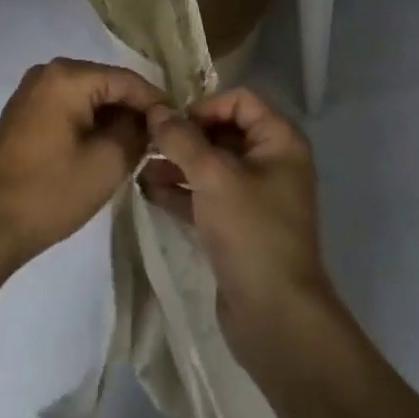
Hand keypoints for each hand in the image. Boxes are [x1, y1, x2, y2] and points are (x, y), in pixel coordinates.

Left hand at [0, 58, 165, 278]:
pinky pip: (68, 110)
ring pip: (88, 99)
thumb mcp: (107, 163)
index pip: (128, 80)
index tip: (180, 128)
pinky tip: (103, 152)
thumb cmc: (48, 192)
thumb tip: (151, 120)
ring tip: (137, 151)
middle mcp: (48, 72)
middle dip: (134, 112)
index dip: (157, 103)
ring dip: (112, 122)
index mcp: (68, 75)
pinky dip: (89, 127)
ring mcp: (31, 92)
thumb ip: (138, 132)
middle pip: (107, 85)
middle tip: (160, 142)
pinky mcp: (23, 115)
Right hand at [140, 89, 333, 359]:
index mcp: (279, 140)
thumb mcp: (212, 176)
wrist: (275, 317)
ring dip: (177, 163)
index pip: (240, 100)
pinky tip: (148, 192)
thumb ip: (181, 139)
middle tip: (147, 142)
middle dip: (185, 136)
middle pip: (223, 131)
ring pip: (212, 166)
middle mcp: (272, 162)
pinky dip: (182, 192)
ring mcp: (256, 197)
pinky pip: (207, 196)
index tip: (172, 124)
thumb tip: (156, 109)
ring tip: (139, 166)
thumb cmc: (250, 231)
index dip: (205, 106)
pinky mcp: (239, 227)